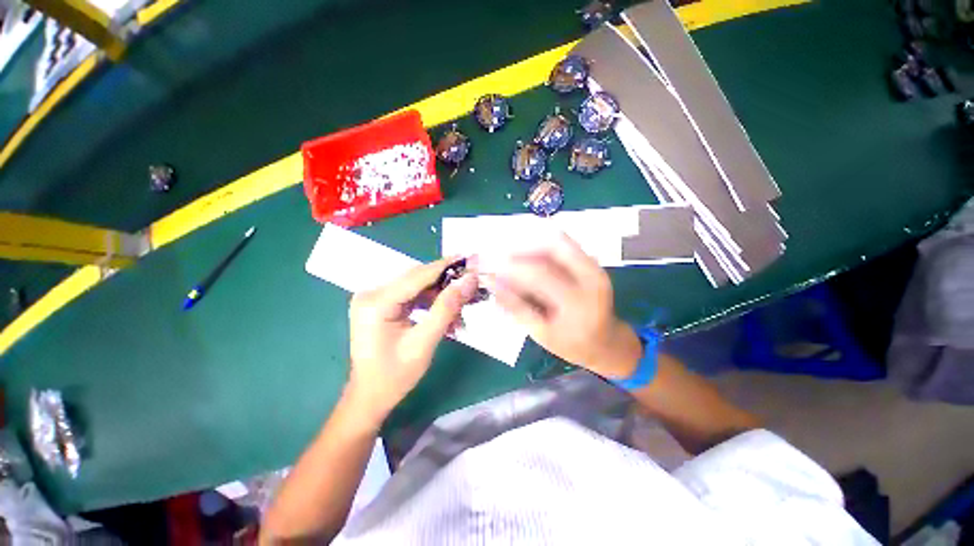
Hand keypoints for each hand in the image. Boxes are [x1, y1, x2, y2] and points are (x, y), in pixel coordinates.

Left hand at [346, 257, 477, 425]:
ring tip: (461, 310)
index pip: (418, 276)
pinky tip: (446, 316)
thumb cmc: (395, 375)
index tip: (470, 259)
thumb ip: (446, 308)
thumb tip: (468, 281)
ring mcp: (374, 299)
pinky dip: (431, 304)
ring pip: (417, 287)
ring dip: (440, 296)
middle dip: (446, 283)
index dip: (446, 266)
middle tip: (471, 285)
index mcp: (376, 302)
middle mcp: (372, 294)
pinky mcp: (380, 305)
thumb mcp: (424, 342)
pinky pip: (411, 296)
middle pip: (417, 279)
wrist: (369, 397)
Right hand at [483, 234, 642, 378]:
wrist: (606, 341)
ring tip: (507, 252)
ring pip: (557, 238)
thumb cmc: (571, 343)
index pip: (539, 273)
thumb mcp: (540, 333)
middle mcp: (591, 276)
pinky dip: (540, 243)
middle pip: (551, 245)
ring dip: (529, 241)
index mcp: (578, 302)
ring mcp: (594, 265)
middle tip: (496, 253)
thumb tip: (491, 281)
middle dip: (519, 245)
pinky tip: (525, 251)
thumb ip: (515, 305)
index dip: (510, 265)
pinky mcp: (592, 261)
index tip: (487, 265)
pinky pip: (563, 242)